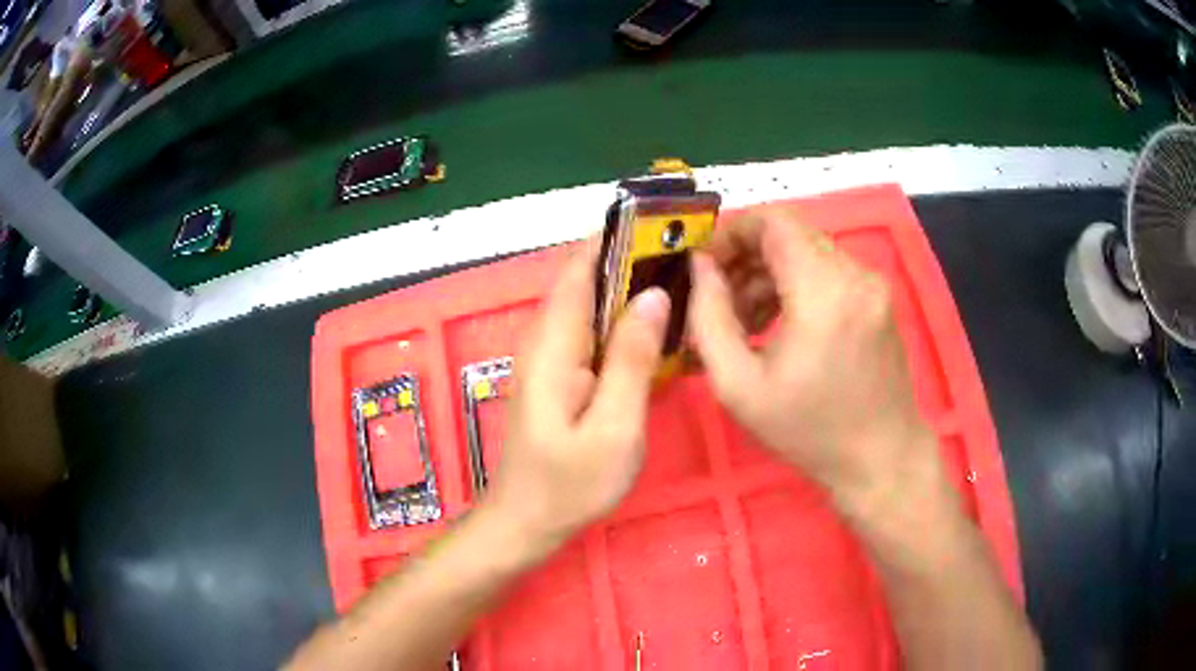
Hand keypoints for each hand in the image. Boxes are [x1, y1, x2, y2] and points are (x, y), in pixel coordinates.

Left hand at [486, 245, 669, 553]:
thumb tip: (654, 294)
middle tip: (692, 258)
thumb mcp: (613, 428)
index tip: (664, 226)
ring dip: (633, 291)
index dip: (618, 240)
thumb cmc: (569, 485)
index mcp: (553, 344)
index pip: (581, 269)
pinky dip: (625, 323)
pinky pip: (594, 334)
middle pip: (588, 282)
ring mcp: (551, 358)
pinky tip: (660, 331)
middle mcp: (546, 340)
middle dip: (634, 262)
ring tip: (687, 284)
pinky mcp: (560, 376)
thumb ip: (632, 359)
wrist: (526, 523)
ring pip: (593, 307)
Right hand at [688, 210, 939, 513]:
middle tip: (718, 301)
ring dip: (769, 275)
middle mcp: (854, 274)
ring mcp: (871, 285)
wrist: (882, 459)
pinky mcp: (878, 299)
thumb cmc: (809, 432)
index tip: (706, 266)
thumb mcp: (739, 387)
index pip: (773, 221)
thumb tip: (699, 268)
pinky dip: (796, 286)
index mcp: (822, 291)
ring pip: (808, 253)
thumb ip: (709, 318)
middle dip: (746, 258)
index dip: (732, 232)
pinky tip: (779, 327)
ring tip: (745, 322)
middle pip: (790, 235)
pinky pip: (828, 272)